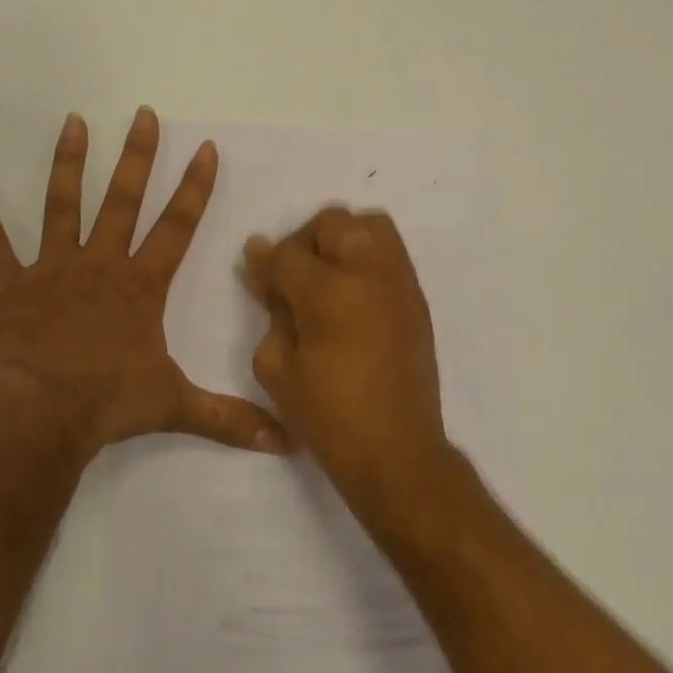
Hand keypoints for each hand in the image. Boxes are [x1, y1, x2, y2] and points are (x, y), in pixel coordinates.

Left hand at [0, 107, 287, 462]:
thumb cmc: (109, 404)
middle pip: (123, 200)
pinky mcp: (11, 285)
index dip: (194, 188)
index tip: (205, 149)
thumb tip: (287, 443)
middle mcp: (99, 264)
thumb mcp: (176, 407)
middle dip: (137, 157)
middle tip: (143, 115)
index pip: (176, 227)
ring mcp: (52, 269)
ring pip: (62, 205)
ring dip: (68, 163)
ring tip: (74, 122)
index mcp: (140, 285)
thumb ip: (230, 419)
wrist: (41, 416)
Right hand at [243, 207, 449, 506]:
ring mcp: (398, 283)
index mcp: (326, 292)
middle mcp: (367, 273)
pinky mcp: (417, 298)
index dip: (265, 259)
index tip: (255, 268)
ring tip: (329, 275)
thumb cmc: (326, 415)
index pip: (286, 253)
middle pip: (333, 222)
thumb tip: (266, 272)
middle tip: (294, 275)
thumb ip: (271, 310)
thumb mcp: (276, 367)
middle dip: (305, 240)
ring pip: (370, 225)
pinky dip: (368, 256)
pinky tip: (353, 293)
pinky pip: (391, 253)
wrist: (395, 450)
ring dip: (342, 239)